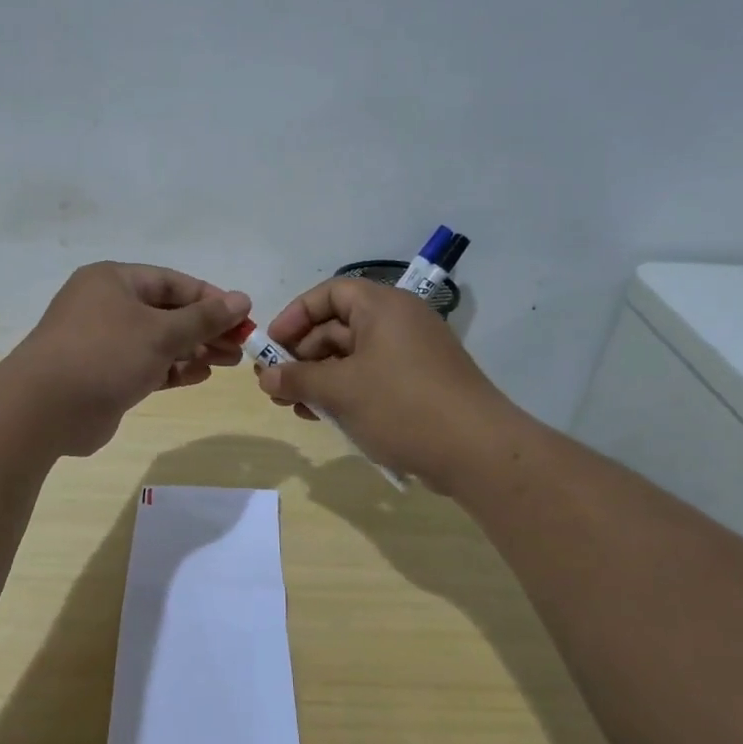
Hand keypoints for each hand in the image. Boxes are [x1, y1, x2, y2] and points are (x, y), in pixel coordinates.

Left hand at [5, 262, 251, 456]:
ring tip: (228, 362)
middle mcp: (107, 306)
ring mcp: (104, 342)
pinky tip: (200, 376)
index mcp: (114, 280)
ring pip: (158, 341)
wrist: (45, 409)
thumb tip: (242, 299)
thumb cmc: (105, 354)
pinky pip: (146, 366)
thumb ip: (204, 318)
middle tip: (241, 346)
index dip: (211, 299)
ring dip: (193, 350)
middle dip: (205, 328)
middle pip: (167, 312)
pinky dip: (173, 370)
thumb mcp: (161, 332)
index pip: (173, 282)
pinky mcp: (104, 375)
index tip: (243, 317)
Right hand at [254, 278, 519, 492]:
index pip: (330, 293)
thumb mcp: (340, 391)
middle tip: (276, 385)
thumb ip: (298, 378)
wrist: (476, 450)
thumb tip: (266, 376)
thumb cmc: (401, 406)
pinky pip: (371, 377)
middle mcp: (399, 322)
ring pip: (352, 357)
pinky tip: (324, 416)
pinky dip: (345, 391)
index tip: (271, 345)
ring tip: (294, 406)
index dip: (296, 315)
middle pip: (338, 326)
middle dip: (302, 355)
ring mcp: (411, 354)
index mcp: (383, 307)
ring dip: (319, 378)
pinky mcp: (418, 384)